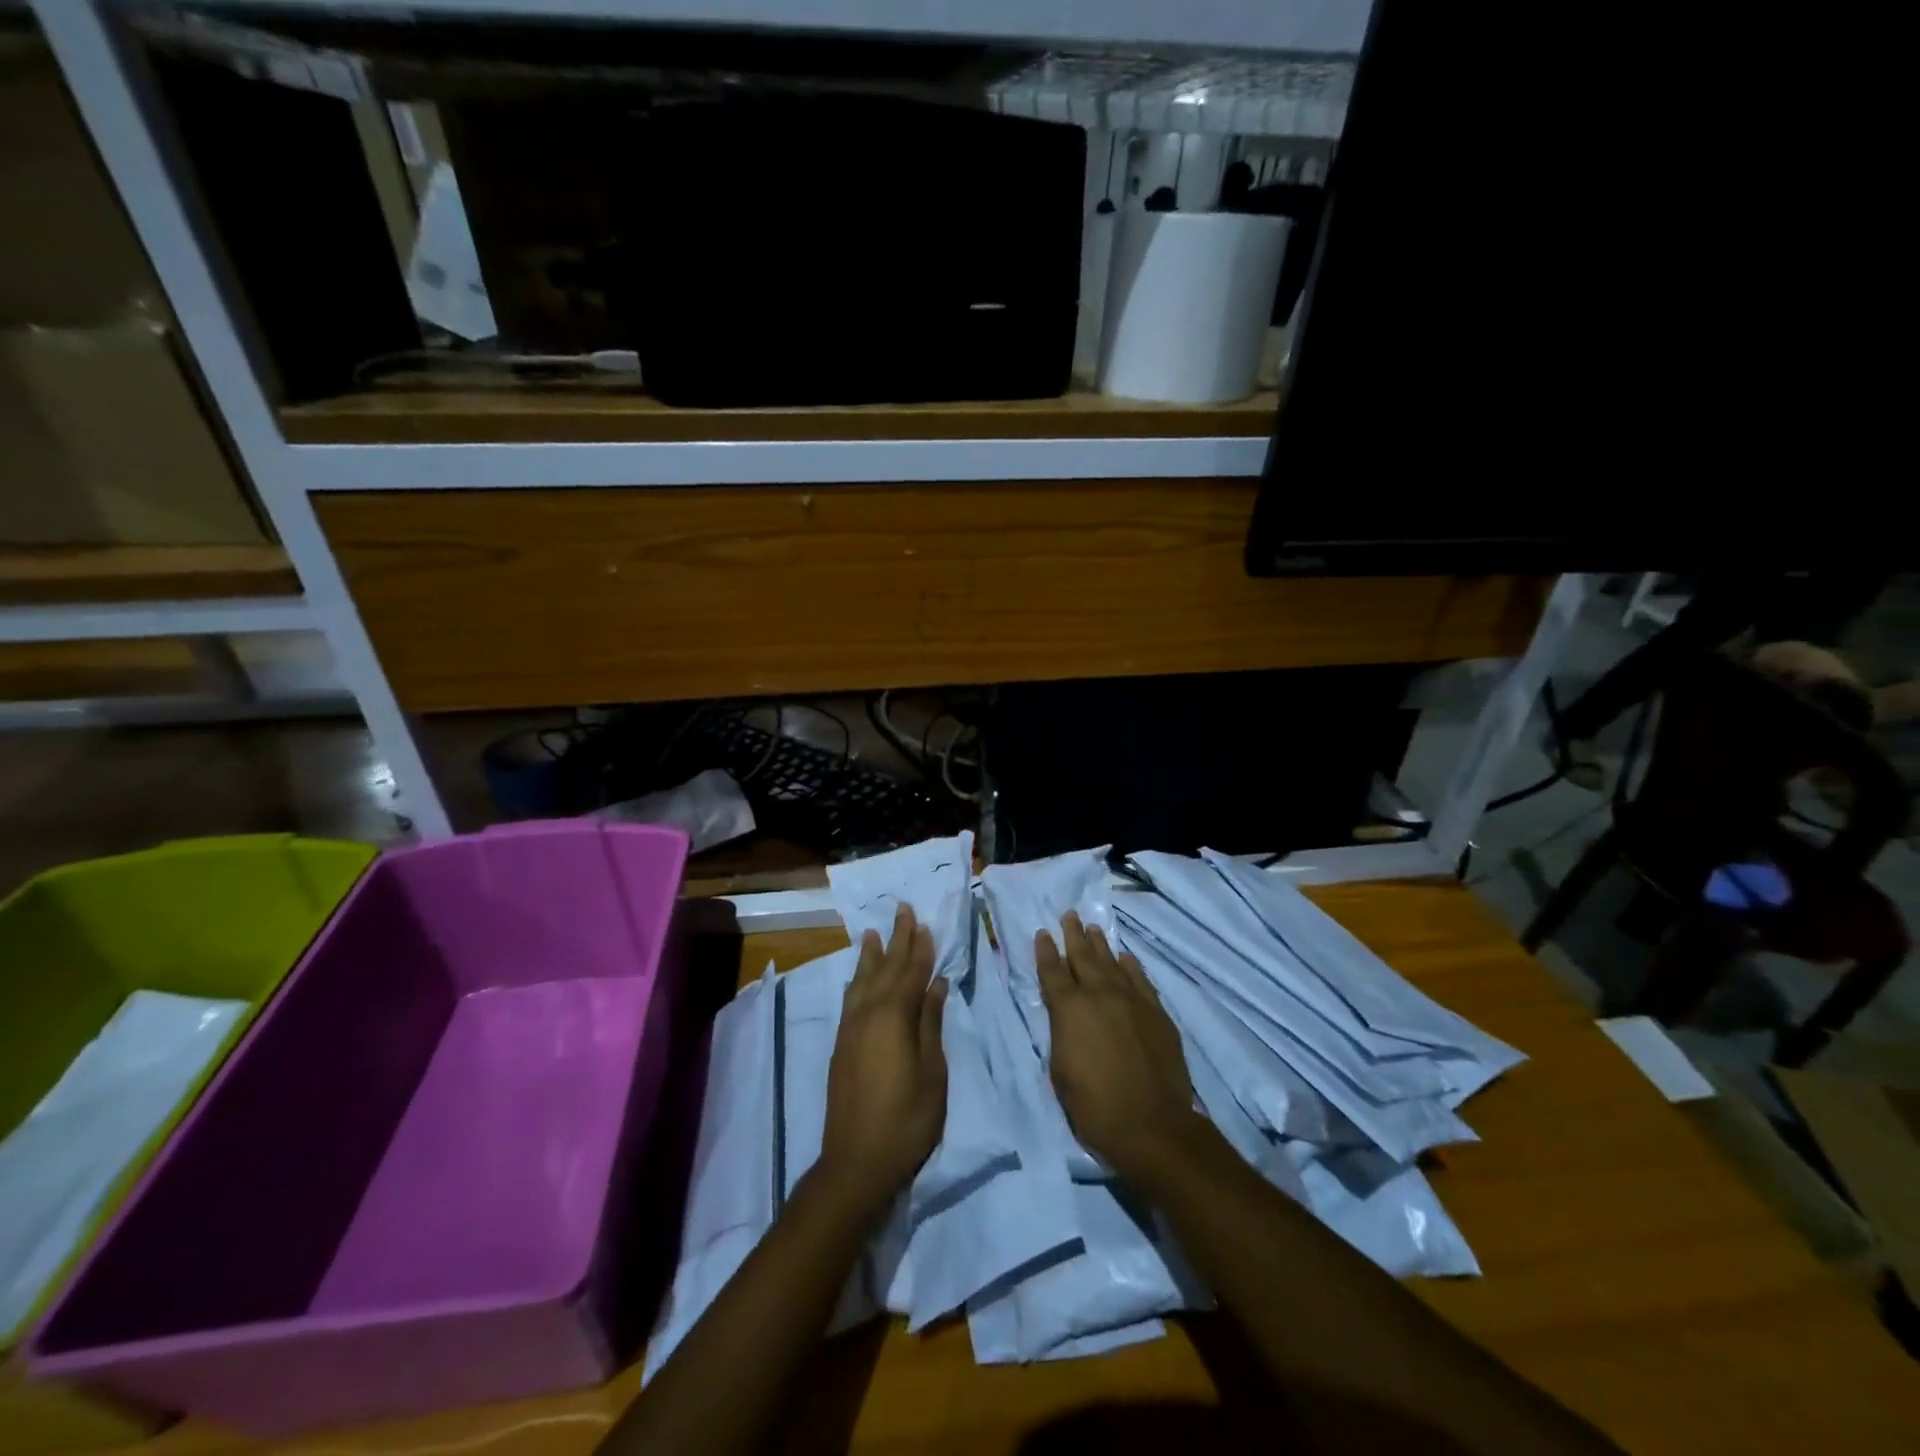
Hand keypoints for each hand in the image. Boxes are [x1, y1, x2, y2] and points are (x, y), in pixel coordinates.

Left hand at [819, 904, 948, 1214]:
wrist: (856, 1162)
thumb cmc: (906, 1119)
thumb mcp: (932, 1072)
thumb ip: (931, 1023)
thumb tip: (936, 984)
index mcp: (894, 1017)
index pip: (910, 973)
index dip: (920, 948)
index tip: (924, 923)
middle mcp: (868, 1014)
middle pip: (885, 968)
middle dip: (896, 940)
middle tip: (902, 910)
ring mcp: (851, 1029)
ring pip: (862, 981)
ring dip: (871, 955)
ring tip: (873, 933)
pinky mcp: (842, 1045)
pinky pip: (851, 999)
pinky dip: (857, 981)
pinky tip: (858, 978)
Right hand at [1037, 913, 1198, 1183]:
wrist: (1152, 1126)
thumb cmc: (1094, 1106)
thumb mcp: (1060, 1070)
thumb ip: (1062, 1033)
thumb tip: (1066, 1016)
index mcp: (1069, 1009)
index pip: (1052, 971)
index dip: (1045, 951)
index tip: (1042, 933)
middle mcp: (1100, 995)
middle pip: (1083, 957)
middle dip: (1073, 935)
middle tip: (1069, 914)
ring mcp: (1132, 1000)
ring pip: (1112, 963)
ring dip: (1101, 944)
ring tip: (1093, 928)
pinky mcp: (1156, 1013)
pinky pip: (1140, 979)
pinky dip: (1131, 966)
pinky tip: (1126, 957)